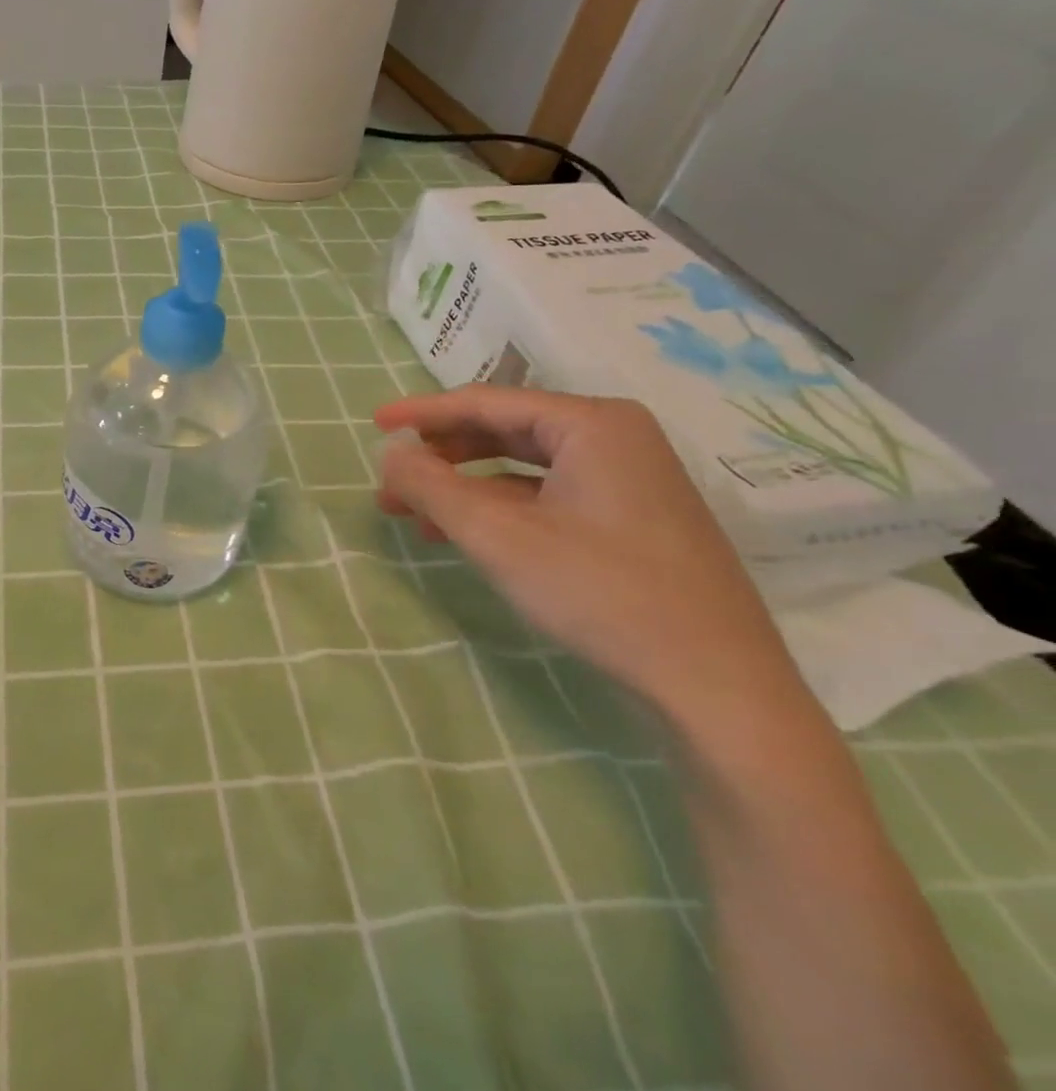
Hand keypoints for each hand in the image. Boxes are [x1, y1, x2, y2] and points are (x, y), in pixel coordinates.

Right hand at [375, 386, 803, 719]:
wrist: (717, 688)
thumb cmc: (601, 593)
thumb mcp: (499, 536)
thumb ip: (432, 486)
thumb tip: (389, 452)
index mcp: (592, 424)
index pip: (487, 402)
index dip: (423, 412)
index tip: (374, 423)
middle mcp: (614, 439)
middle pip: (505, 431)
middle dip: (440, 455)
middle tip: (390, 477)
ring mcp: (627, 482)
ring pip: (523, 468)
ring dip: (463, 486)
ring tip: (411, 511)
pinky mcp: (629, 522)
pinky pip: (546, 498)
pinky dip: (498, 510)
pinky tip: (461, 534)